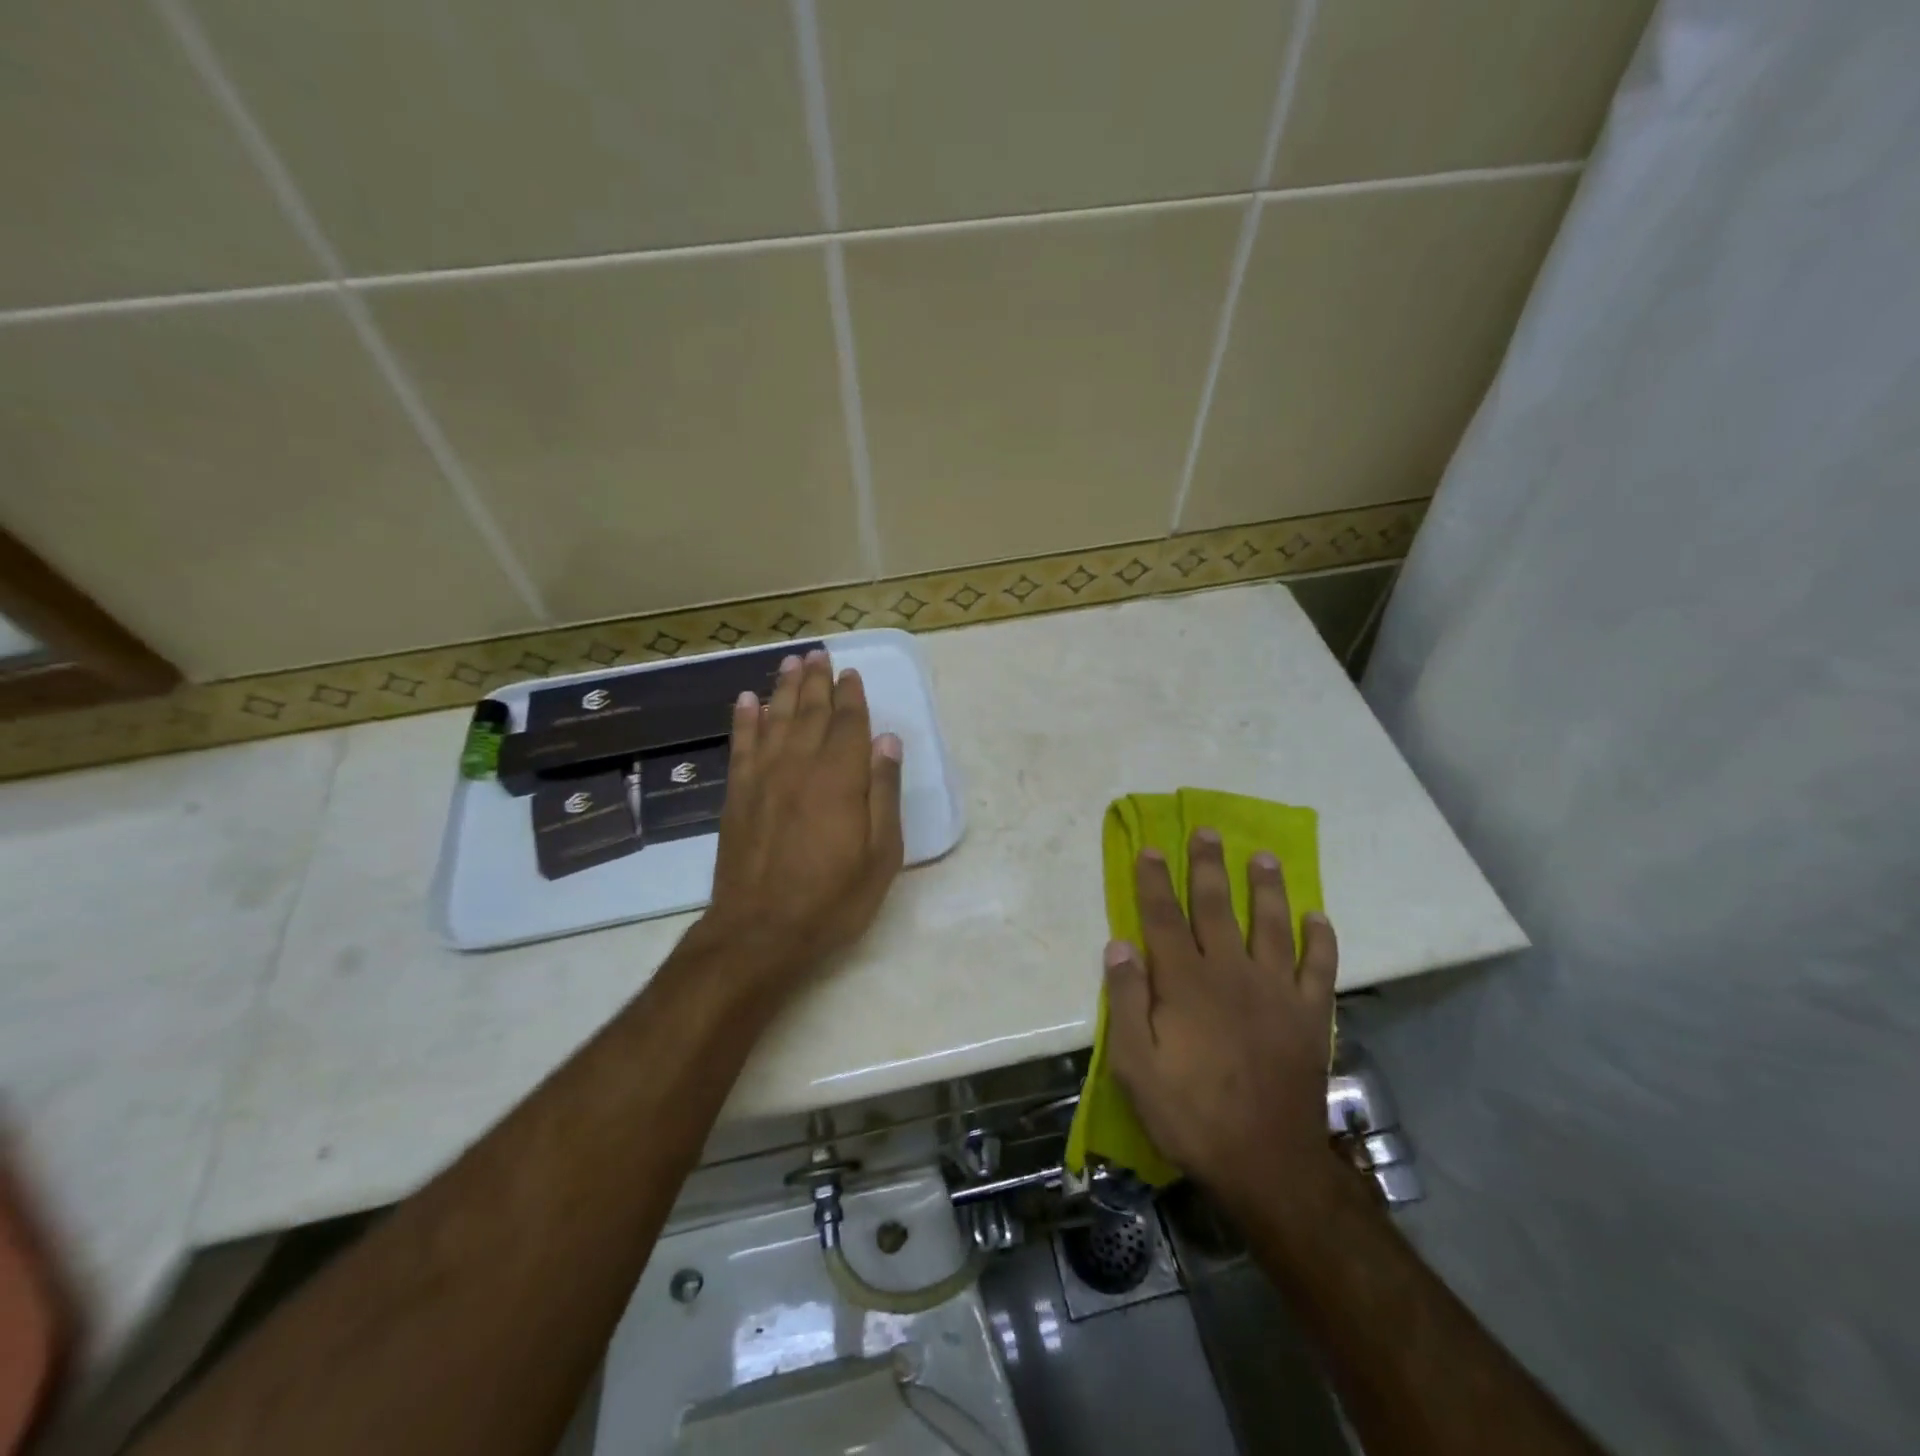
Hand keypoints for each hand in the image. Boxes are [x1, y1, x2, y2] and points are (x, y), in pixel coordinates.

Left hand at [701, 649, 904, 983]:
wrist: (760, 932)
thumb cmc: (832, 899)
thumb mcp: (881, 854)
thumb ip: (883, 793)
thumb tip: (887, 741)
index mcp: (840, 778)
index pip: (848, 724)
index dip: (851, 696)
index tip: (851, 673)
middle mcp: (799, 766)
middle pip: (808, 712)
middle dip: (816, 681)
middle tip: (818, 654)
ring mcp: (763, 778)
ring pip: (774, 719)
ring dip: (783, 688)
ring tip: (789, 662)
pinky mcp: (737, 795)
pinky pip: (741, 745)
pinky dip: (744, 719)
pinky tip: (747, 700)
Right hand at [1103, 829, 1340, 1202]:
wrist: (1267, 1162)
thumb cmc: (1190, 1113)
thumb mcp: (1135, 1065)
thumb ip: (1126, 1000)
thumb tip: (1119, 945)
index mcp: (1185, 981)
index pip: (1162, 917)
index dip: (1153, 880)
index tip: (1149, 848)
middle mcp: (1230, 972)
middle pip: (1215, 906)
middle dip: (1207, 866)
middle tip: (1207, 831)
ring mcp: (1275, 990)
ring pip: (1270, 923)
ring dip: (1266, 887)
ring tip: (1264, 857)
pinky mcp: (1309, 1014)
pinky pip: (1318, 966)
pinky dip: (1320, 939)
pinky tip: (1317, 917)